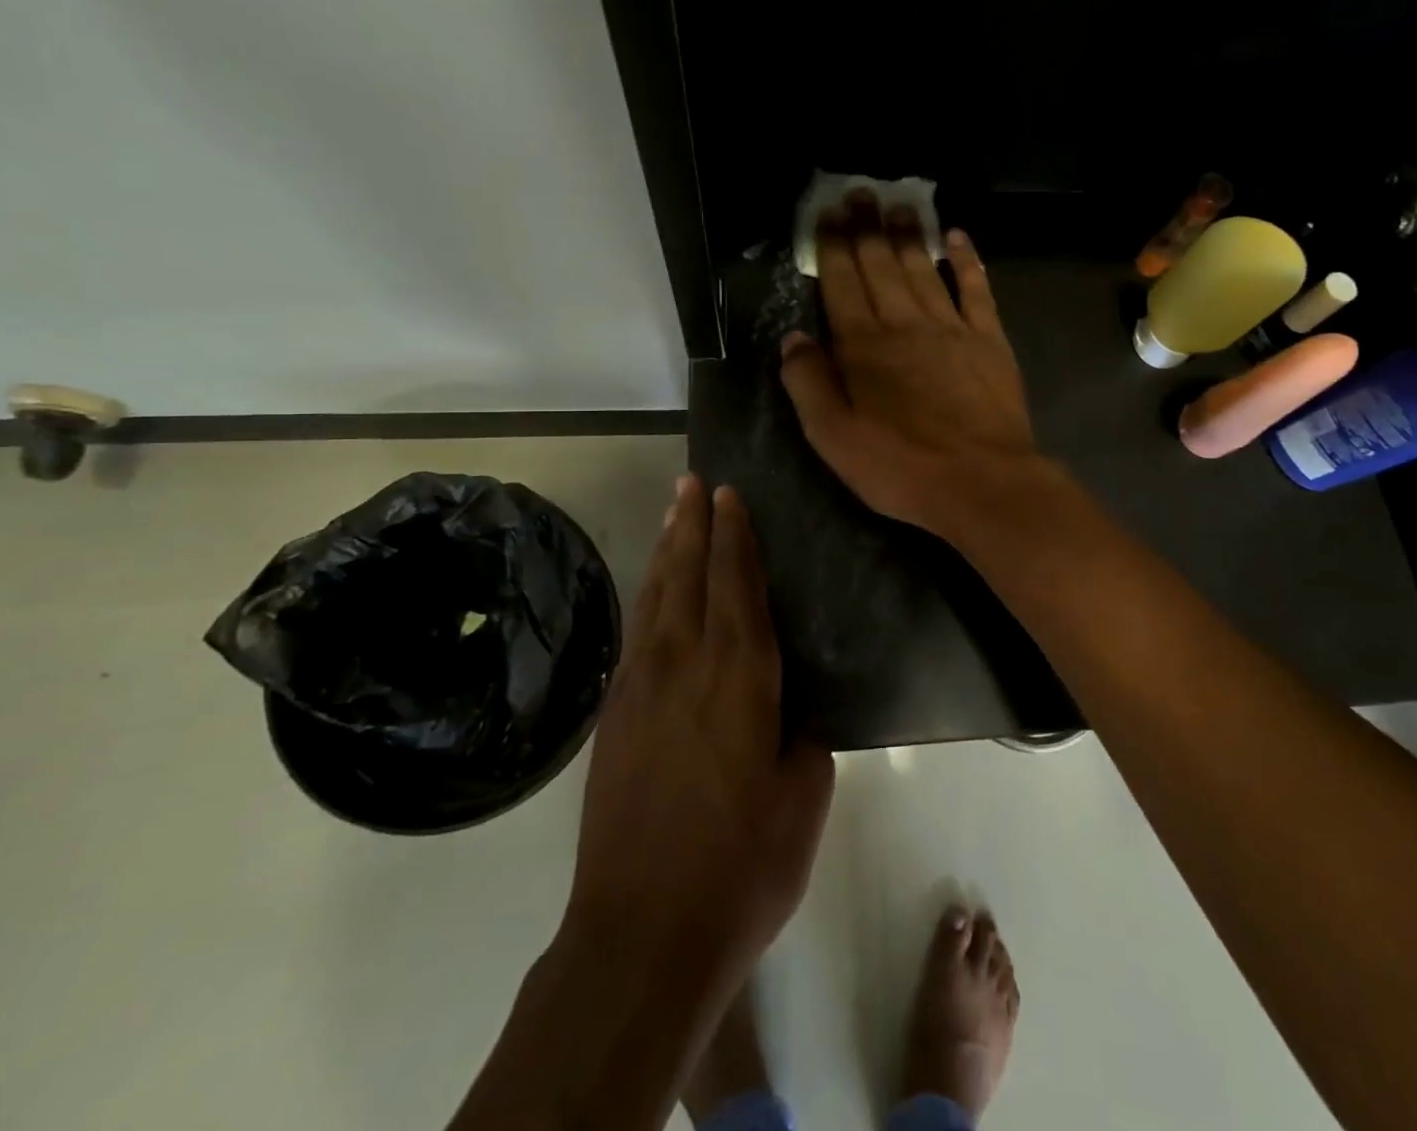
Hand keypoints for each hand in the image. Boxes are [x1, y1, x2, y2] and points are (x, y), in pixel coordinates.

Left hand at [565, 476, 833, 991]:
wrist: (641, 934)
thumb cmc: (741, 866)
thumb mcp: (802, 799)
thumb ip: (803, 738)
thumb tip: (792, 711)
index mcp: (740, 676)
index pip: (737, 584)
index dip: (734, 535)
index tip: (729, 494)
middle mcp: (685, 665)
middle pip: (687, 575)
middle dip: (692, 524)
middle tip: (693, 483)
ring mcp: (640, 689)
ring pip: (655, 598)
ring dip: (666, 551)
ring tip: (673, 515)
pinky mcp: (613, 718)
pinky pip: (637, 634)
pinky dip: (647, 598)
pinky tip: (652, 594)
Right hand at [778, 192, 1048, 536]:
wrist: (983, 482)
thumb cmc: (901, 466)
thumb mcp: (834, 438)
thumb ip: (809, 385)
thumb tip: (793, 339)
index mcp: (862, 347)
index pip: (841, 285)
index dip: (832, 247)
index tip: (826, 214)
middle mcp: (904, 324)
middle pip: (880, 266)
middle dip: (866, 227)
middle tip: (859, 192)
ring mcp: (951, 328)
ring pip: (923, 269)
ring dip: (908, 235)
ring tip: (898, 205)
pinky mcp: (989, 340)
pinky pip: (975, 289)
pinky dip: (966, 261)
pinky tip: (957, 238)